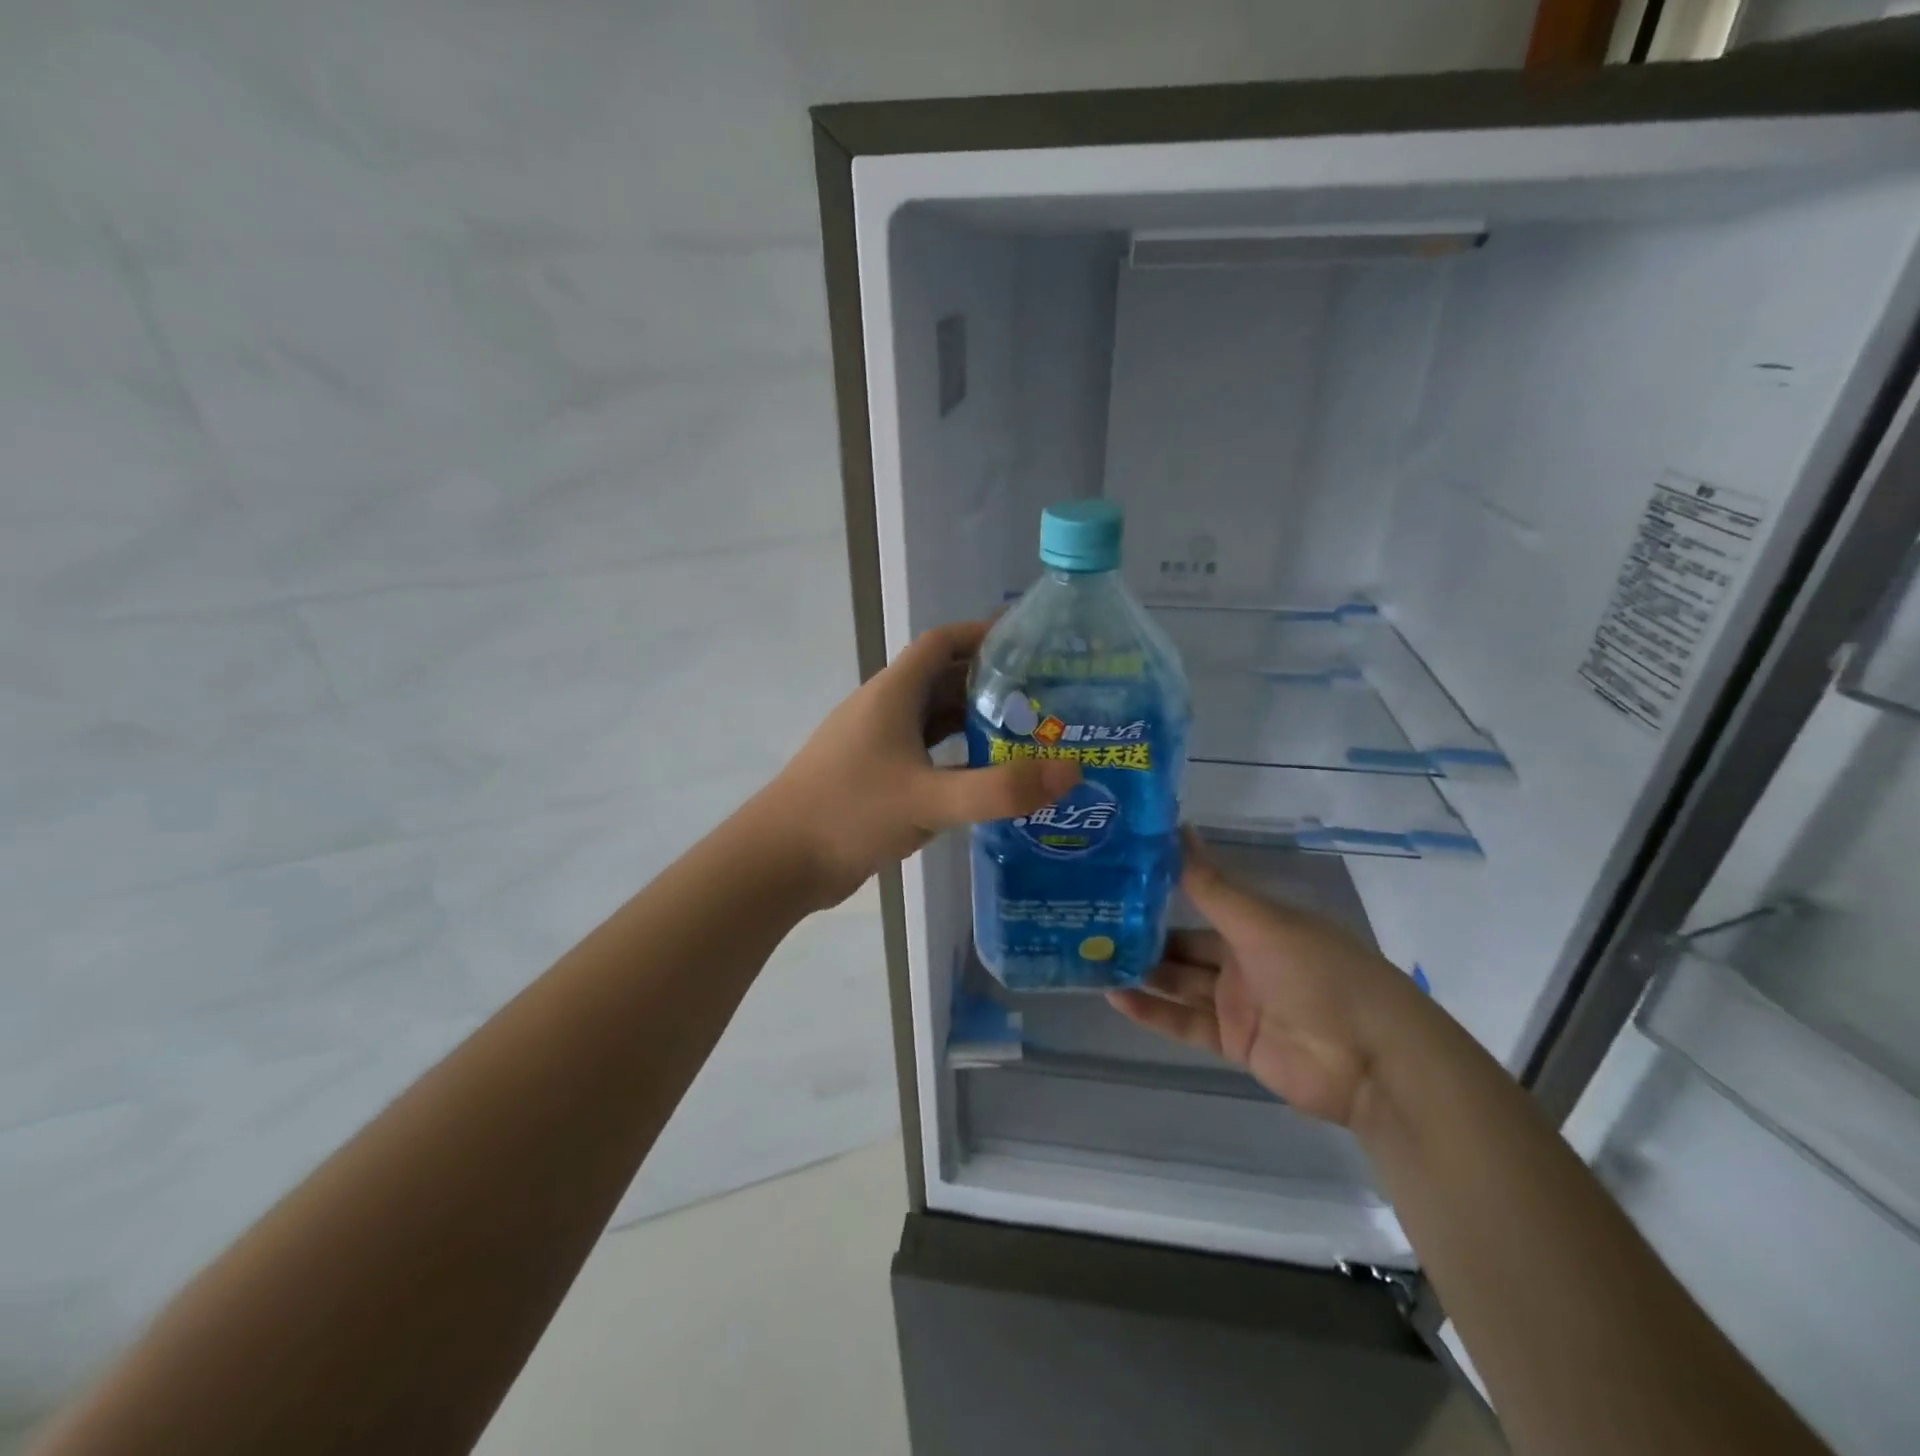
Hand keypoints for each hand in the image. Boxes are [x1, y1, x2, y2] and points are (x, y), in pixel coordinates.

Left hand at [760, 621, 1080, 908]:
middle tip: (1047, 700)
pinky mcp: (877, 778)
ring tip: (1030, 738)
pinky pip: (927, 755)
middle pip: (946, 681)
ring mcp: (879, 745)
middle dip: (994, 685)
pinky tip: (987, 780)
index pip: (943, 642)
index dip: (984, 635)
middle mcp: (886, 710)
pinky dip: (958, 759)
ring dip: (977, 724)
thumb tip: (1072, 770)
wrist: (779, 861)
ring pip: (936, 721)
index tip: (1033, 646)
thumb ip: (999, 789)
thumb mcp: (928, 799)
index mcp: (894, 693)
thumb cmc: (849, 813)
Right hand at [1107, 832, 1426, 1125]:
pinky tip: (1115, 997)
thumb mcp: (1261, 923)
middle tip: (1092, 923)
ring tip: (1092, 957)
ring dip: (1142, 973)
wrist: (1372, 1061)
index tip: (1116, 878)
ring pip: (1180, 983)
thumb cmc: (1320, 974)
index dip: (1162, 891)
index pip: (1201, 901)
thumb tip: (1176, 828)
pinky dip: (1153, 1013)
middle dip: (1144, 936)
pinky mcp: (1234, 1042)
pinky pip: (1186, 1023)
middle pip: (1185, 945)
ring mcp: (1239, 1003)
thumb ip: (1210, 885)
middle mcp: (1244, 959)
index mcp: (1257, 923)